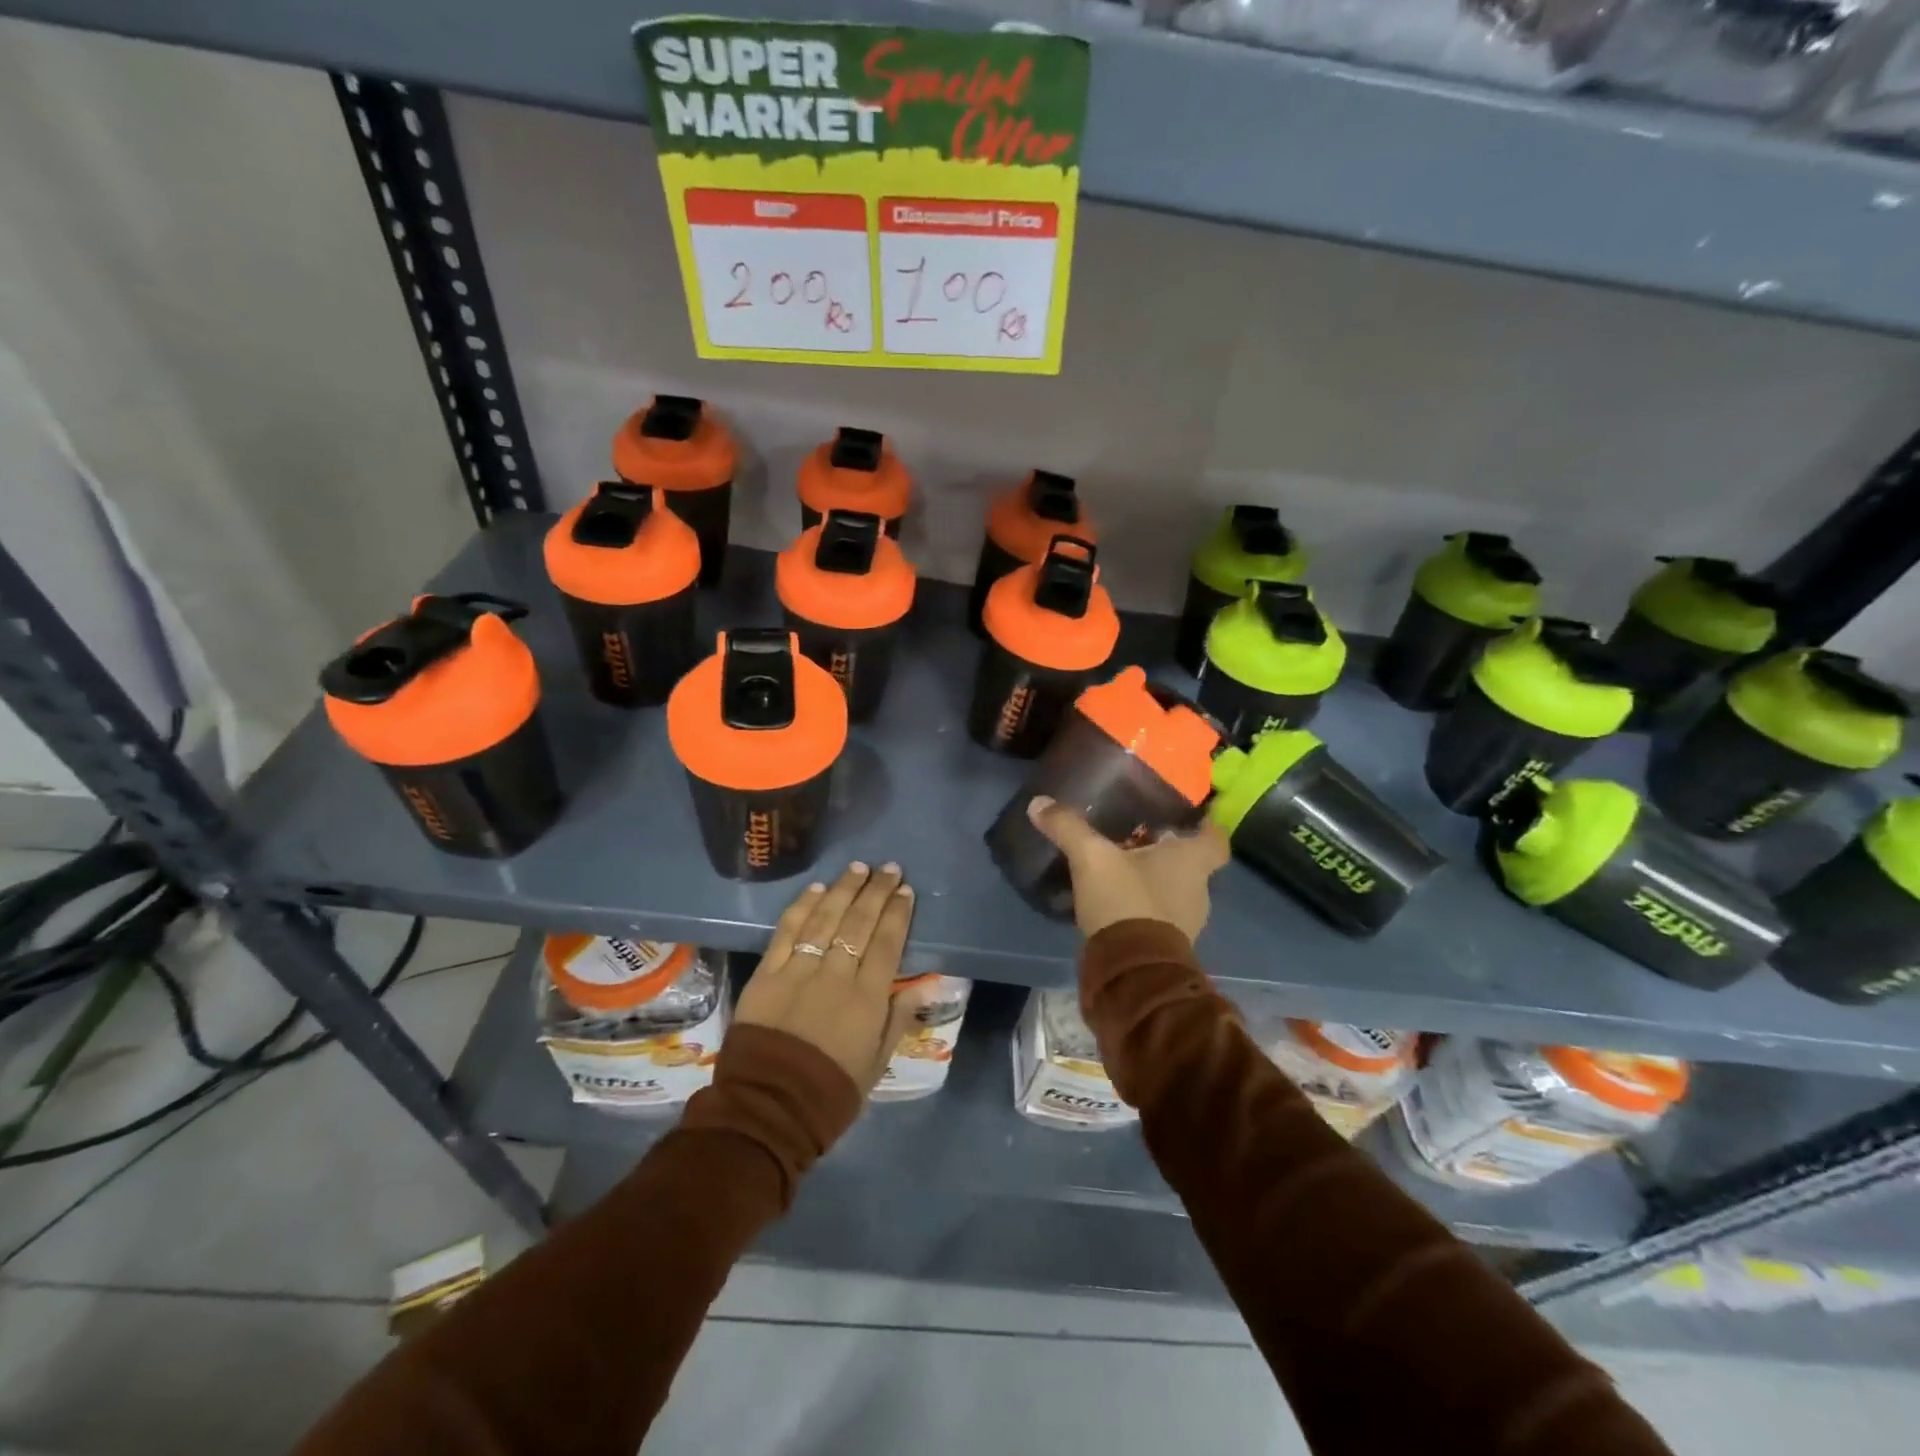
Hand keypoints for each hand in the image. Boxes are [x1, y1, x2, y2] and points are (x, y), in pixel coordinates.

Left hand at [735, 862, 932, 1092]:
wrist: (769, 1109)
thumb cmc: (831, 1091)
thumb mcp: (877, 1062)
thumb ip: (899, 1018)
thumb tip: (926, 983)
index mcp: (867, 999)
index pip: (887, 943)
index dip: (897, 913)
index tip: (905, 890)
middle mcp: (835, 975)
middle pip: (859, 923)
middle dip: (876, 892)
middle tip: (889, 869)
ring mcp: (799, 971)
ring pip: (825, 919)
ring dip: (843, 889)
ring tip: (858, 868)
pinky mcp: (767, 973)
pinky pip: (788, 932)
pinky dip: (802, 907)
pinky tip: (817, 889)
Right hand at [1026, 797, 1229, 941]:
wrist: (1130, 971)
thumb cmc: (1126, 901)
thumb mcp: (1091, 858)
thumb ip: (1068, 828)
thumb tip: (1039, 802)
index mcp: (1191, 862)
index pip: (1215, 839)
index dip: (1206, 827)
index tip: (1191, 817)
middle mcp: (1197, 890)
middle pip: (1192, 864)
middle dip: (1168, 851)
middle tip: (1141, 837)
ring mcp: (1185, 922)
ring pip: (1175, 890)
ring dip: (1154, 880)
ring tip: (1122, 868)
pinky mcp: (1167, 946)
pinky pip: (1159, 916)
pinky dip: (1143, 906)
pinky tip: (1116, 901)